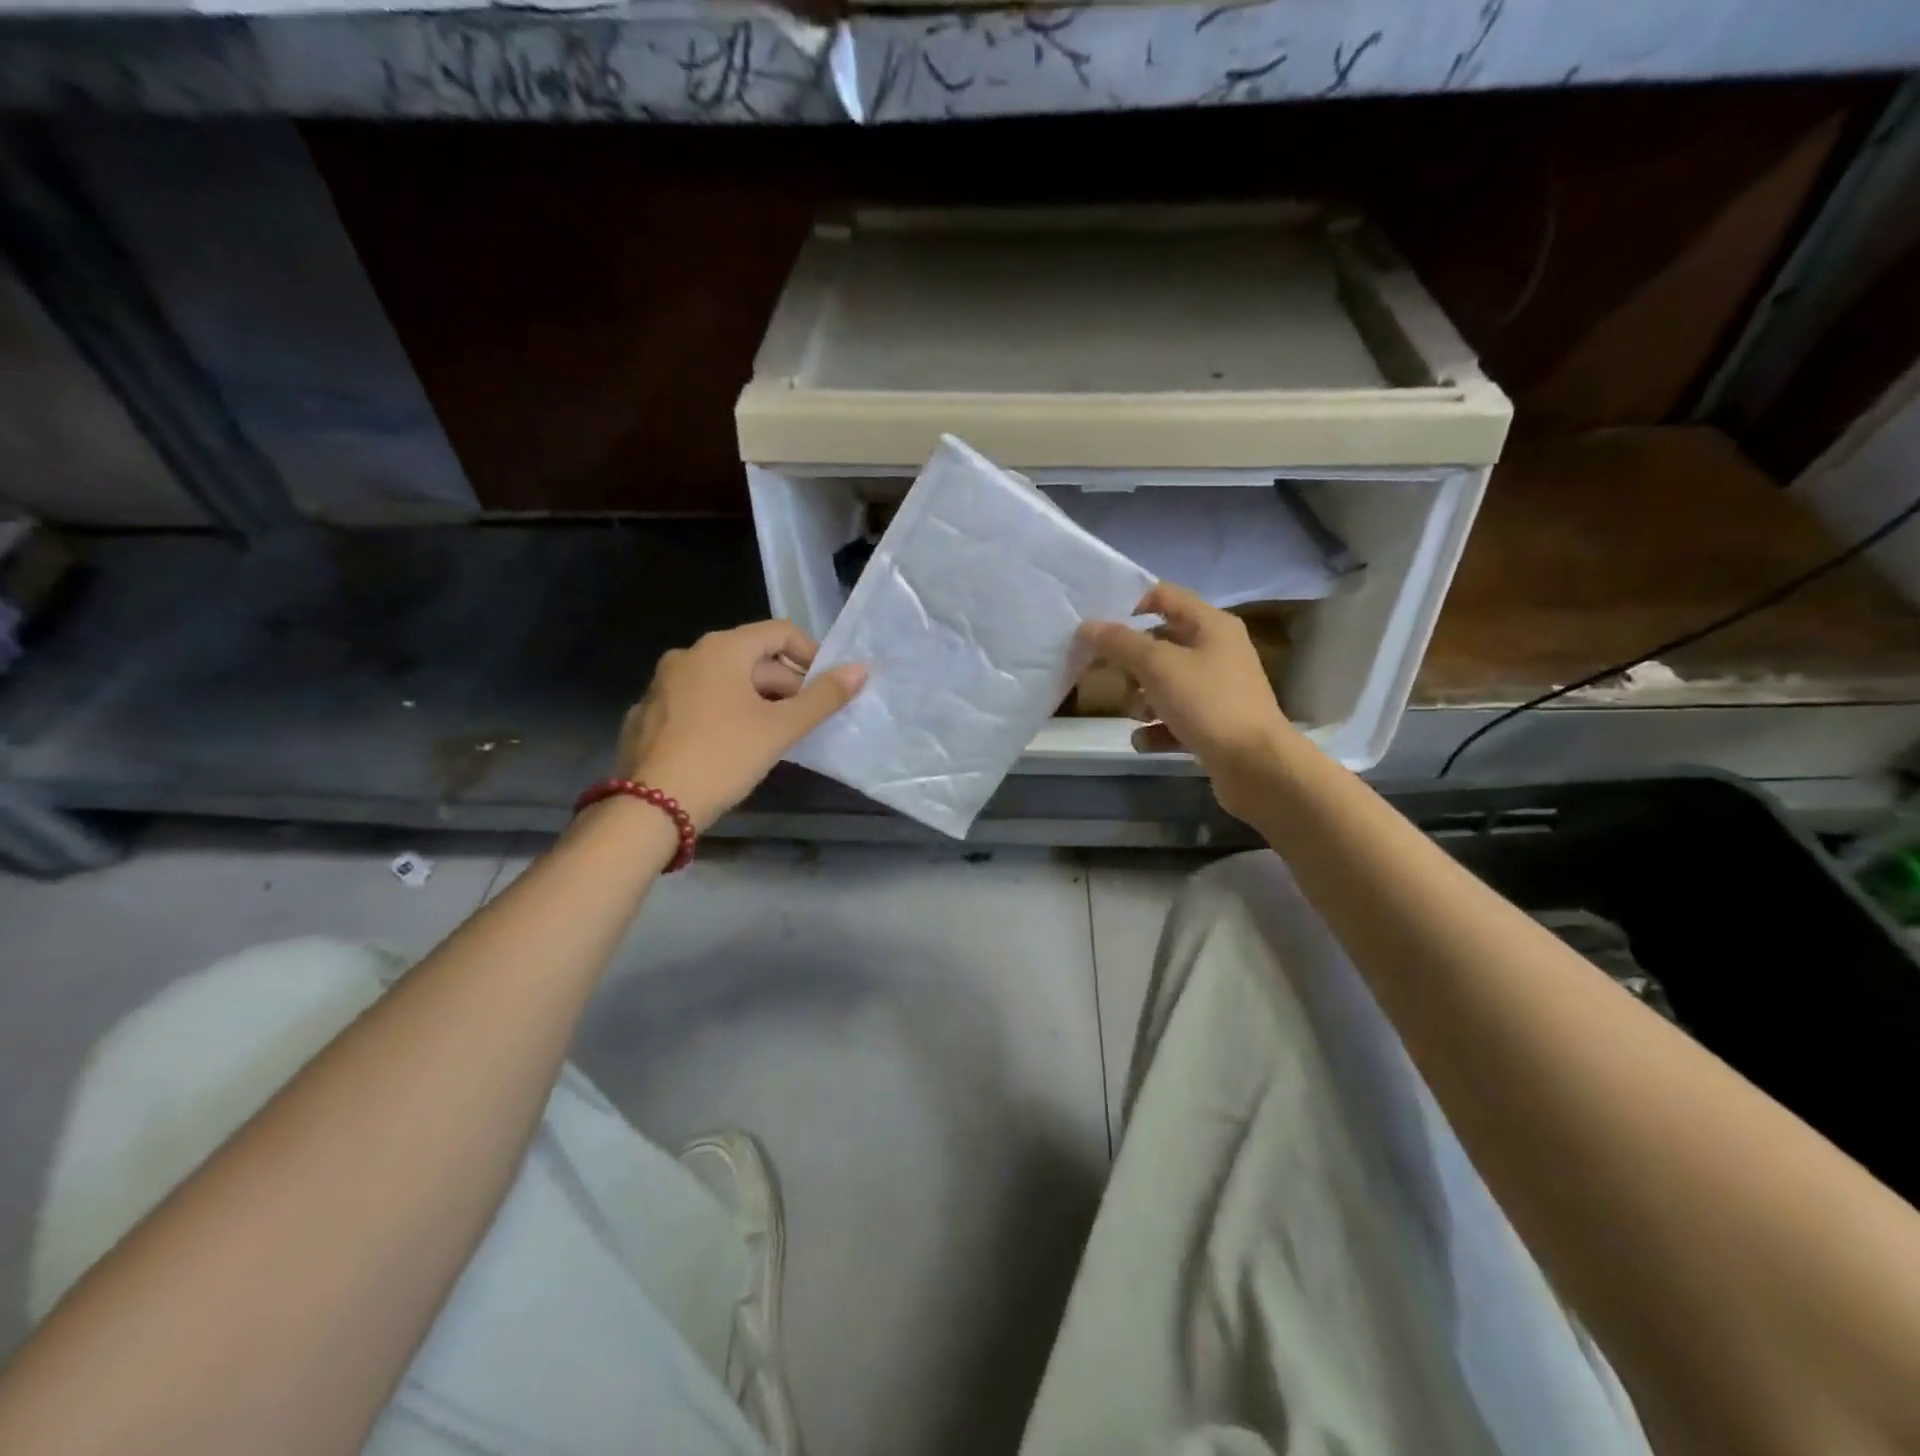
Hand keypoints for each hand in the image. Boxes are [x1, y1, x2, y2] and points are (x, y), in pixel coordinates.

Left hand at [616, 621, 866, 829]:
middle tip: (805, 721)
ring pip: (724, 681)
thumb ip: (824, 697)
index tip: (826, 689)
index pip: (779, 632)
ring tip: (773, 737)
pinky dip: (722, 714)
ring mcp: (662, 684)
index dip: (811, 656)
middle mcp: (688, 655)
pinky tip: (731, 748)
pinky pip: (697, 702)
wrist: (651, 807)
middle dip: (785, 685)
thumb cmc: (723, 757)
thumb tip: (861, 670)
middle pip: (751, 657)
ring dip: (756, 701)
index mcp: (721, 649)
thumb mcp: (780, 728)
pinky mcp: (649, 713)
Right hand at [1076, 581, 1298, 821]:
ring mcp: (1217, 690)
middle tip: (1102, 672)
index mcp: (1210, 625)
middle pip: (1161, 643)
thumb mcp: (1157, 666)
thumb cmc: (1207, 703)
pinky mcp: (1214, 725)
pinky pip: (1174, 719)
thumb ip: (1120, 643)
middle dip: (1130, 660)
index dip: (1129, 603)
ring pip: (1165, 684)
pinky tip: (1144, 740)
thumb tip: (1087, 625)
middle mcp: (1217, 651)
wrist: (1256, 765)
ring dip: (1141, 698)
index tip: (1097, 625)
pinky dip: (1157, 728)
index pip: (1164, 596)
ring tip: (1135, 714)